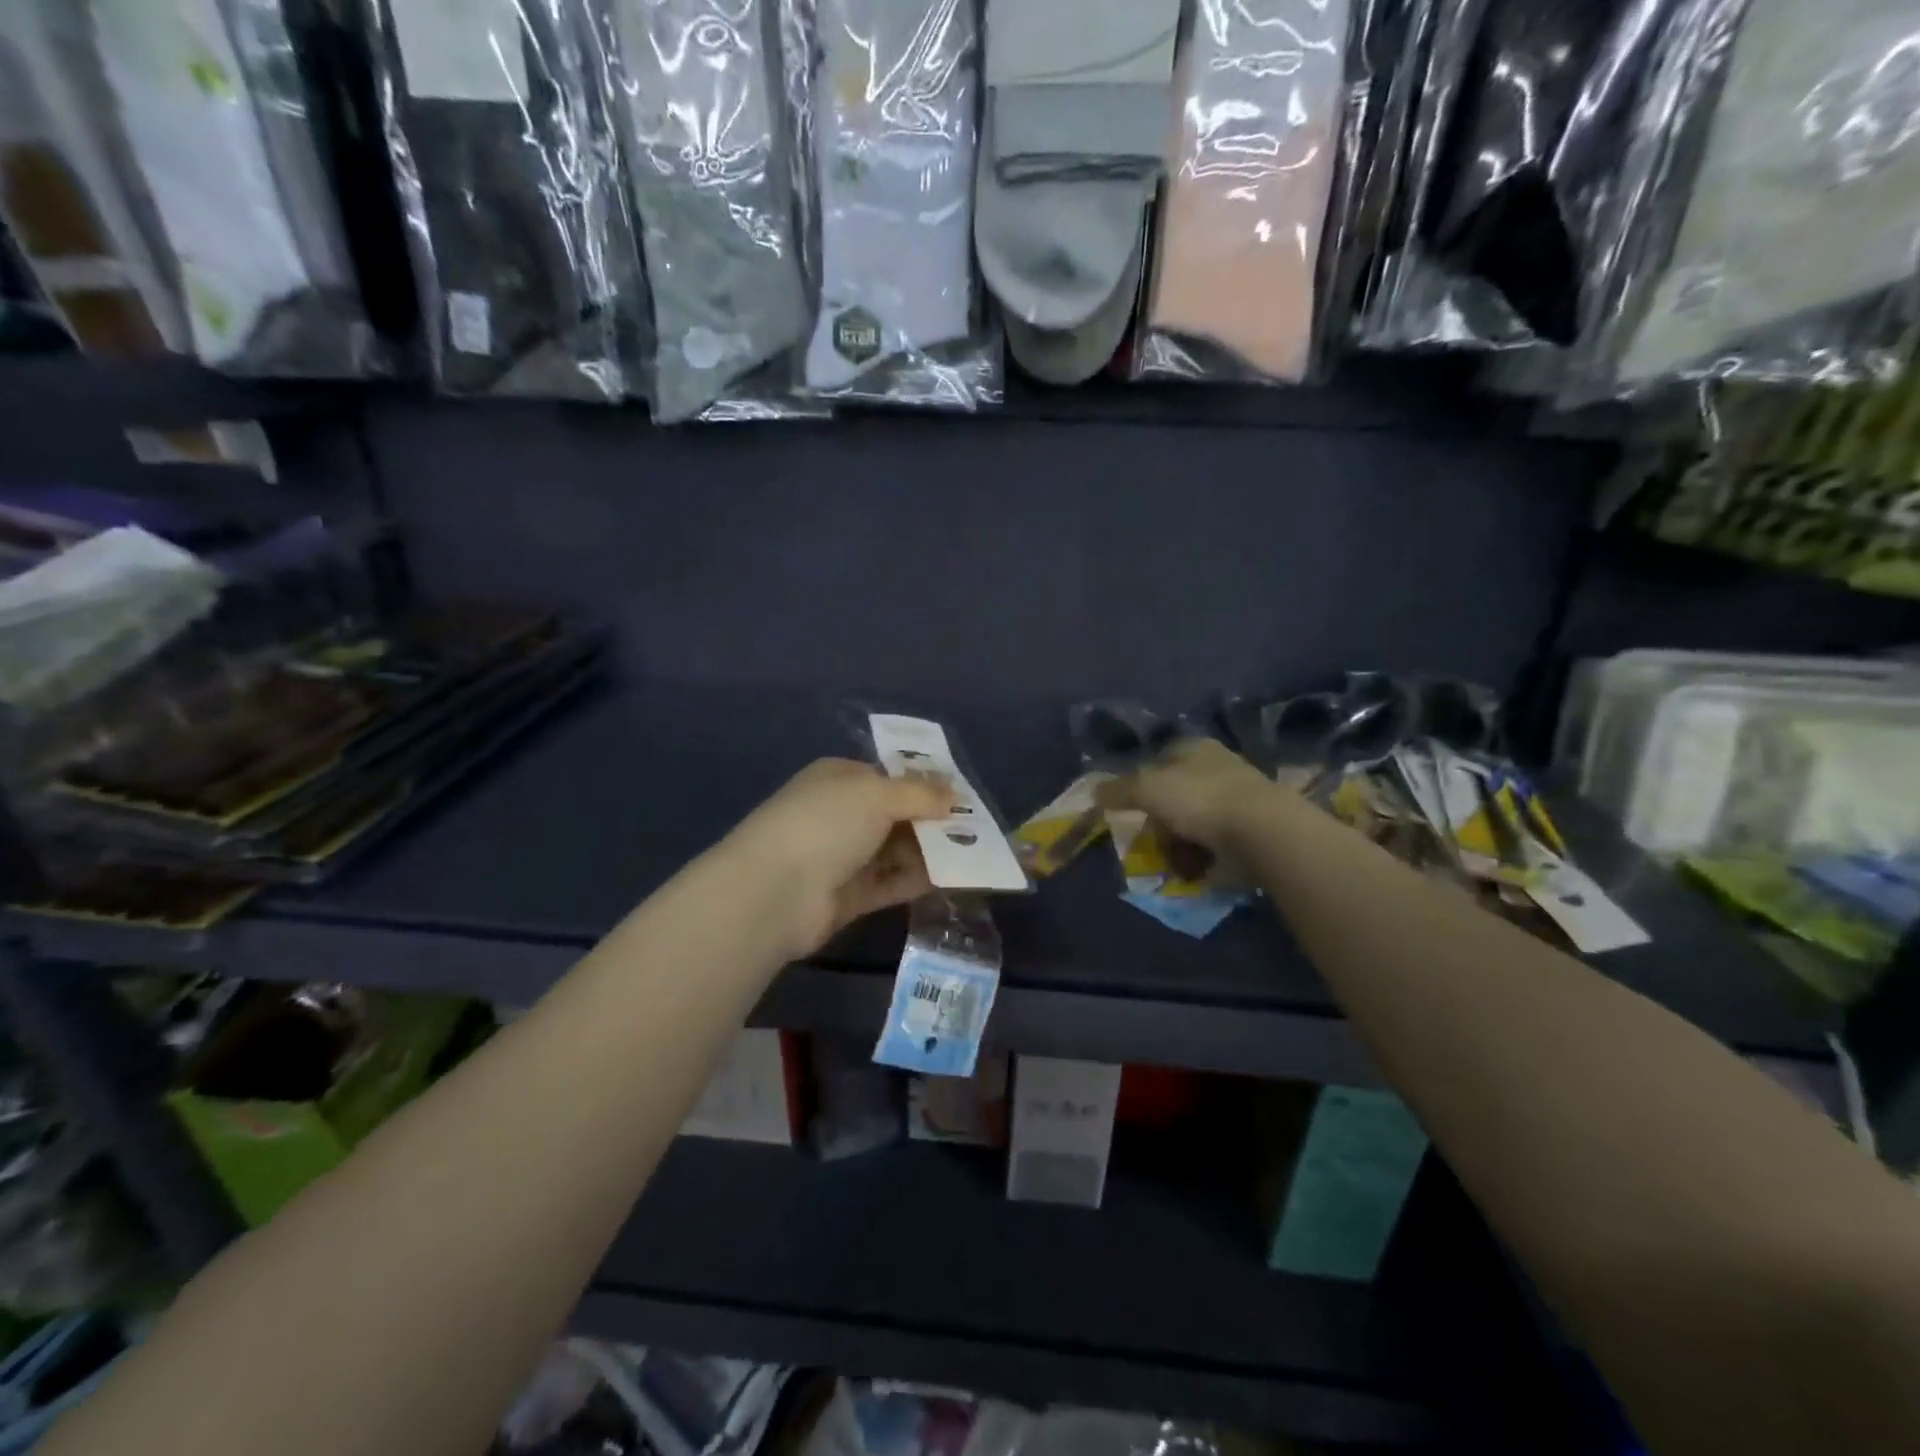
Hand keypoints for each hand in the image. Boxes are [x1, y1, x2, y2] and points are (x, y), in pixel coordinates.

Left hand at [728, 759, 956, 958]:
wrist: (774, 892)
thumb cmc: (826, 824)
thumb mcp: (877, 795)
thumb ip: (920, 793)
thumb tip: (954, 794)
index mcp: (839, 779)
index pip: (889, 776)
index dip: (925, 784)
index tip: (962, 796)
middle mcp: (841, 814)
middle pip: (897, 815)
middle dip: (934, 820)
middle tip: (977, 828)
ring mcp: (844, 857)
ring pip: (897, 850)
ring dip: (932, 852)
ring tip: (975, 853)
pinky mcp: (850, 896)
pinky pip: (892, 883)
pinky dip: (920, 879)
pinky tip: (954, 878)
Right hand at [1096, 738, 1284, 853]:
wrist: (1262, 833)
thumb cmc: (1199, 799)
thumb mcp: (1146, 789)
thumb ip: (1118, 790)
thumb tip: (1093, 792)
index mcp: (1194, 747)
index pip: (1159, 758)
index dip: (1140, 781)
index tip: (1129, 806)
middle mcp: (1217, 767)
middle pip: (1174, 793)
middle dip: (1158, 818)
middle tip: (1148, 837)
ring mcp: (1236, 800)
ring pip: (1192, 821)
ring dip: (1178, 842)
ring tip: (1170, 858)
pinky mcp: (1250, 831)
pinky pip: (1213, 844)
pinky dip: (1201, 857)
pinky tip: (1193, 868)